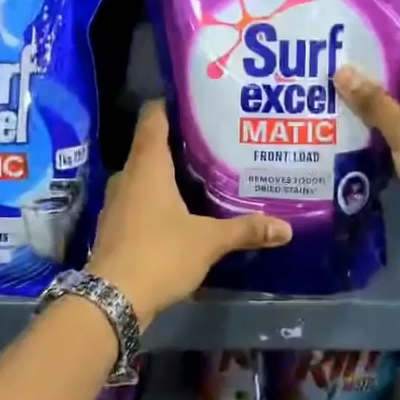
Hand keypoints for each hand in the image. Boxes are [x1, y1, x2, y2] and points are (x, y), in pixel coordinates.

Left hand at [87, 101, 290, 321]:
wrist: (113, 298)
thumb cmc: (160, 254)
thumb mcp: (208, 241)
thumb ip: (245, 230)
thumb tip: (286, 228)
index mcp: (147, 167)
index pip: (153, 120)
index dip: (169, 106)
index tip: (193, 100)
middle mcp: (127, 177)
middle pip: (149, 148)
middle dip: (176, 144)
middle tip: (209, 142)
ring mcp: (116, 203)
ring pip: (143, 178)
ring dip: (165, 175)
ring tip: (198, 176)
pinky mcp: (114, 228)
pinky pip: (138, 202)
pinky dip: (156, 201)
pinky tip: (178, 212)